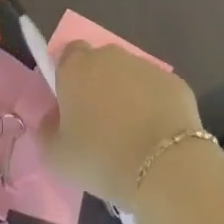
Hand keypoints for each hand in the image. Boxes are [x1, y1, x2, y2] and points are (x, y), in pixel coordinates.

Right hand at [40, 43, 204, 208]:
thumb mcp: (56, 156)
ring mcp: (146, 67)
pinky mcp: (176, 83)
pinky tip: (156, 136)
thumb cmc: (101, 158)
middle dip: (98, 84)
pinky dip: (154, 106)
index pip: (66, 55)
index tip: (70, 105)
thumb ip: (47, 130)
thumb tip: (54, 119)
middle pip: (99, 63)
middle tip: (98, 122)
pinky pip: (156, 91)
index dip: (67, 77)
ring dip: (127, 95)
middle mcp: (110, 57)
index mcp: (76, 67)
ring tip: (131, 133)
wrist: (165, 168)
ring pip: (129, 76)